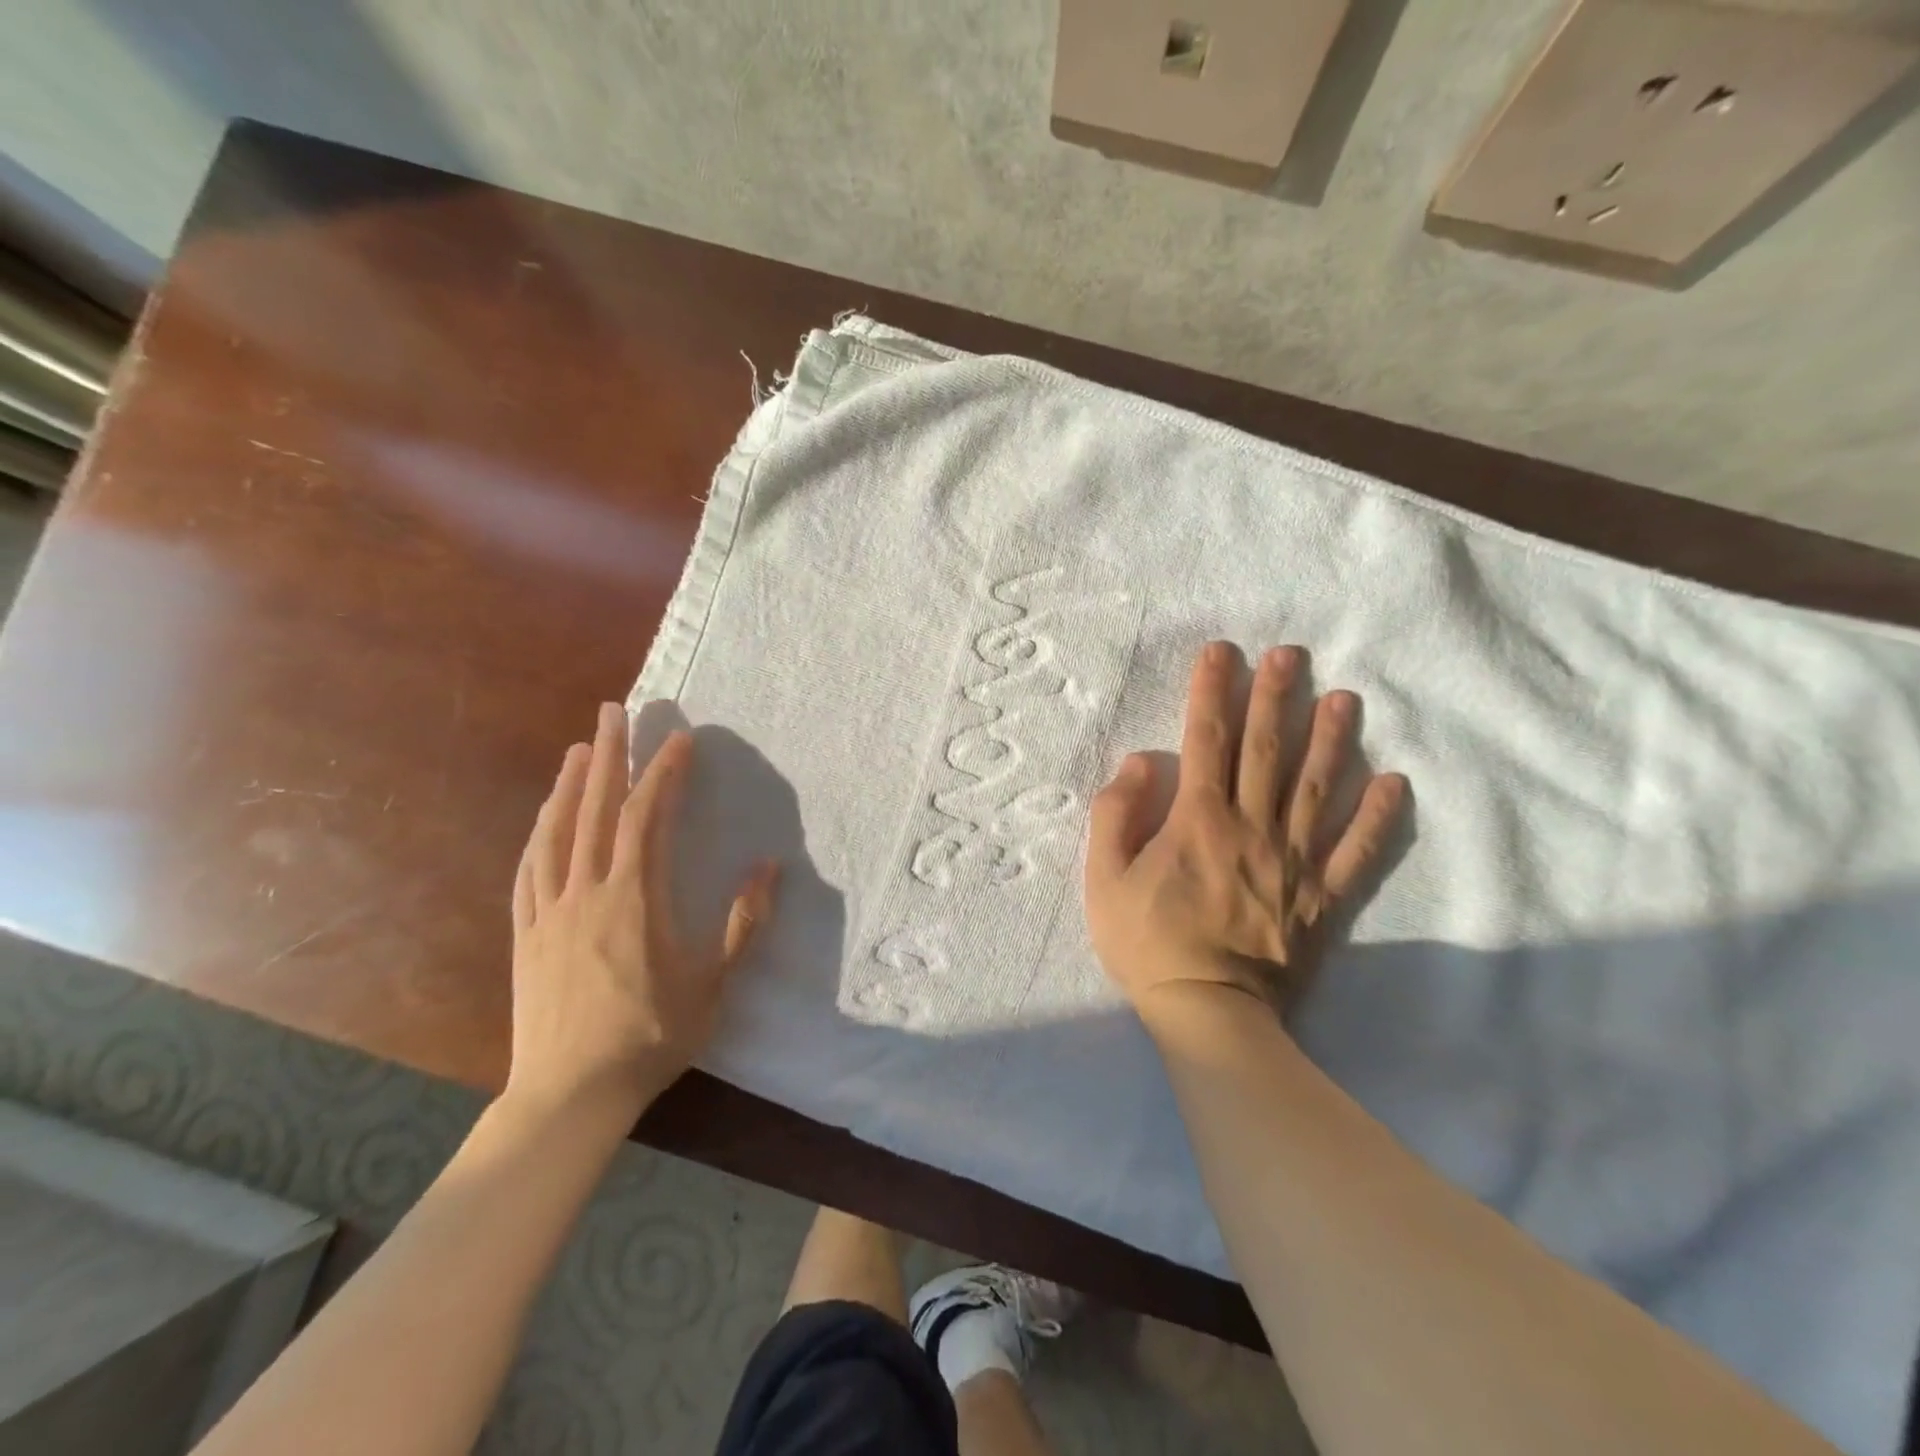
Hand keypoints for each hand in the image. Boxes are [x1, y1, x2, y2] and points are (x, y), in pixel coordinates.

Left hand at [505, 702, 777, 1124]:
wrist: (570, 1094)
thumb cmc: (651, 1036)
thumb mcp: (713, 983)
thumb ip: (743, 922)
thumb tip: (770, 867)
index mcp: (634, 898)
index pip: (648, 817)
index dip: (663, 773)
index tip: (679, 739)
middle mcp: (587, 890)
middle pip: (595, 808)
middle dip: (607, 754)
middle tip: (613, 711)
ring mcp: (549, 910)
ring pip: (556, 831)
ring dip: (568, 784)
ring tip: (577, 748)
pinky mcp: (524, 933)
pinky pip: (528, 869)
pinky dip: (539, 832)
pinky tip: (543, 817)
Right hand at [1085, 642, 1405, 1022]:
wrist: (1209, 1013)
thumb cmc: (1148, 944)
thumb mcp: (1104, 881)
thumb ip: (1116, 816)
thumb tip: (1140, 762)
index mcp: (1197, 821)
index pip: (1205, 741)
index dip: (1211, 692)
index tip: (1221, 653)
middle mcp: (1251, 827)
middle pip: (1266, 750)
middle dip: (1274, 697)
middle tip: (1289, 654)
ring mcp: (1294, 861)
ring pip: (1316, 788)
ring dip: (1330, 739)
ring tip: (1343, 698)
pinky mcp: (1323, 897)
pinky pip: (1357, 852)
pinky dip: (1377, 818)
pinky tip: (1392, 782)